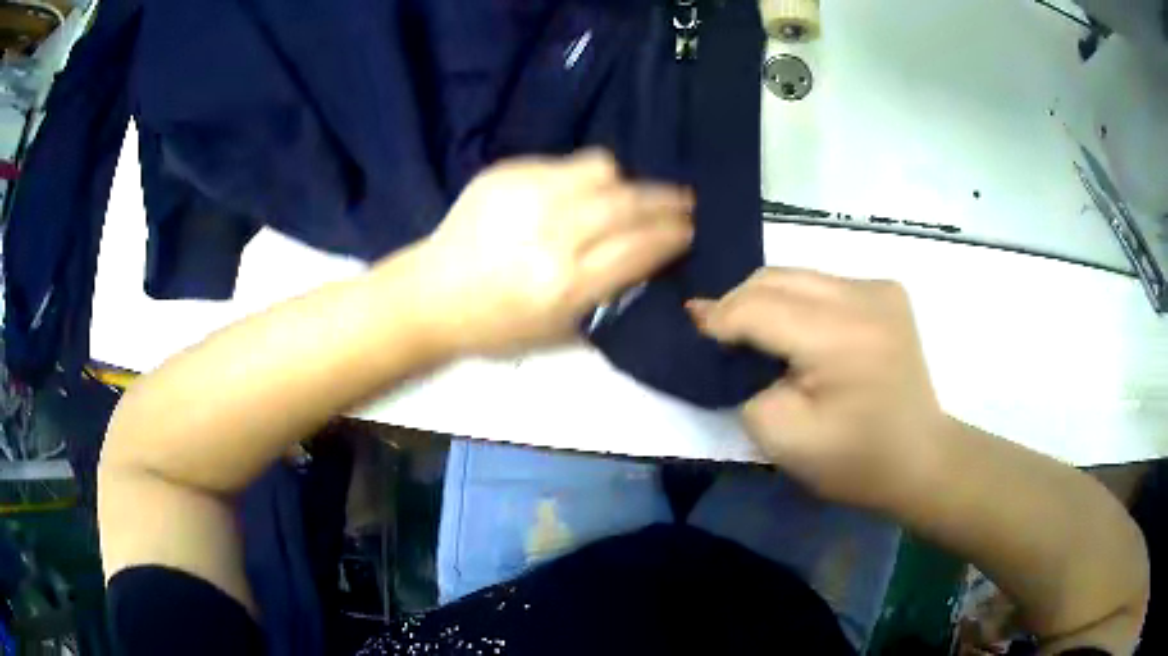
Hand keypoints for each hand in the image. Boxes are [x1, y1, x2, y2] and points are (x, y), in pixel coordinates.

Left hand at [410, 150, 692, 354]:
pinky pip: (564, 164)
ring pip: (601, 170)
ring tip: (631, 194)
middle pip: (629, 203)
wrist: (432, 294)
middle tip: (684, 202)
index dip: (673, 236)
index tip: (689, 230)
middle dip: (666, 201)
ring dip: (626, 183)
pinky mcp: (506, 173)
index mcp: (565, 283)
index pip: (640, 247)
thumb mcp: (559, 332)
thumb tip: (648, 258)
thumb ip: (610, 294)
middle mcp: (551, 232)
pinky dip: (584, 179)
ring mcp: (527, 195)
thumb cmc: (496, 326)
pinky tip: (582, 193)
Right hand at [688, 268, 947, 509]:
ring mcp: (880, 288)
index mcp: (840, 336)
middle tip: (716, 332)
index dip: (719, 316)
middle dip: (738, 302)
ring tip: (753, 330)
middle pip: (778, 278)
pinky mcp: (888, 292)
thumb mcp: (783, 440)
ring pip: (799, 275)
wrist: (920, 458)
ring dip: (769, 300)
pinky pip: (825, 284)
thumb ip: (746, 385)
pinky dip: (800, 301)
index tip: (689, 326)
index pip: (759, 307)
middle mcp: (863, 295)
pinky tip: (798, 331)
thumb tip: (735, 345)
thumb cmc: (854, 461)